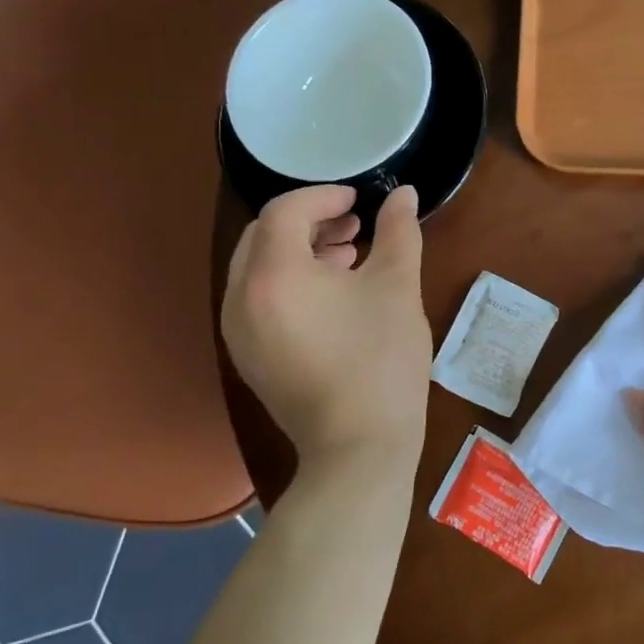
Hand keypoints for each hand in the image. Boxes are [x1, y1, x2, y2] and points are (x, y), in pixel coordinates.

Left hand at [222, 184, 430, 478]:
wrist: (359, 449)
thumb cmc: (380, 360)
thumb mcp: (397, 287)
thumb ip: (398, 231)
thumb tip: (405, 193)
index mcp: (273, 274)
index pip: (285, 211)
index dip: (323, 196)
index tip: (359, 199)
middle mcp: (240, 298)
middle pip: (263, 235)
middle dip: (309, 221)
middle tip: (354, 225)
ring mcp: (238, 331)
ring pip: (258, 267)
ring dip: (299, 250)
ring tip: (348, 256)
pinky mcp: (248, 355)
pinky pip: (258, 298)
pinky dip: (288, 281)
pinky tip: (332, 294)